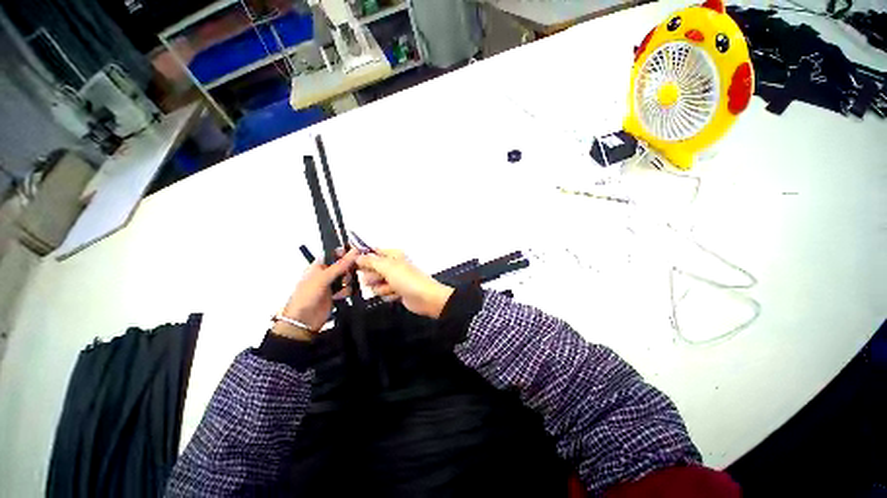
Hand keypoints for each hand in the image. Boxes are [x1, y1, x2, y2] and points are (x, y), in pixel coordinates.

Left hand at [275, 248, 358, 340]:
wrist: (304, 321)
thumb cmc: (305, 297)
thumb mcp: (323, 278)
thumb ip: (340, 265)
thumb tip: (354, 252)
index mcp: (319, 265)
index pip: (335, 253)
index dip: (345, 252)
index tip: (356, 254)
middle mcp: (326, 273)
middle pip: (344, 265)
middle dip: (349, 269)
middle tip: (348, 273)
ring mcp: (331, 284)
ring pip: (348, 276)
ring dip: (348, 281)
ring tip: (342, 287)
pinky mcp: (336, 294)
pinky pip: (348, 288)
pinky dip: (347, 291)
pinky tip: (340, 296)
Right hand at [357, 250, 453, 318]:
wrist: (425, 298)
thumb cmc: (408, 279)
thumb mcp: (388, 267)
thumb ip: (371, 261)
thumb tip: (357, 256)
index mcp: (392, 255)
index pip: (372, 253)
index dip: (362, 258)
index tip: (353, 264)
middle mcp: (392, 266)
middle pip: (371, 269)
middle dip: (373, 276)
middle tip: (380, 278)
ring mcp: (393, 279)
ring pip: (375, 283)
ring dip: (381, 287)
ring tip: (391, 288)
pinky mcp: (395, 291)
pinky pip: (383, 292)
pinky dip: (388, 294)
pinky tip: (396, 294)